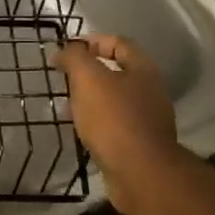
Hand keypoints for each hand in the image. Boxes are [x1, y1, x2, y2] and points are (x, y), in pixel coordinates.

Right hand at [54, 33, 179, 213]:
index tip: (66, 49)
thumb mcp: (89, 79)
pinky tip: (80, 129)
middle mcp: (150, 91)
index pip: (119, 43)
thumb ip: (75, 58)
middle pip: (117, 71)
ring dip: (90, 99)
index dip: (92, 41)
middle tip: (63, 78)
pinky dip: (96, 122)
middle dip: (88, 72)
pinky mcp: (140, 144)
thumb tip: (63, 51)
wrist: (140, 173)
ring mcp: (147, 119)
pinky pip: (114, 124)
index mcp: (143, 70)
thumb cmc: (114, 119)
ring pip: (114, 99)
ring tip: (66, 105)